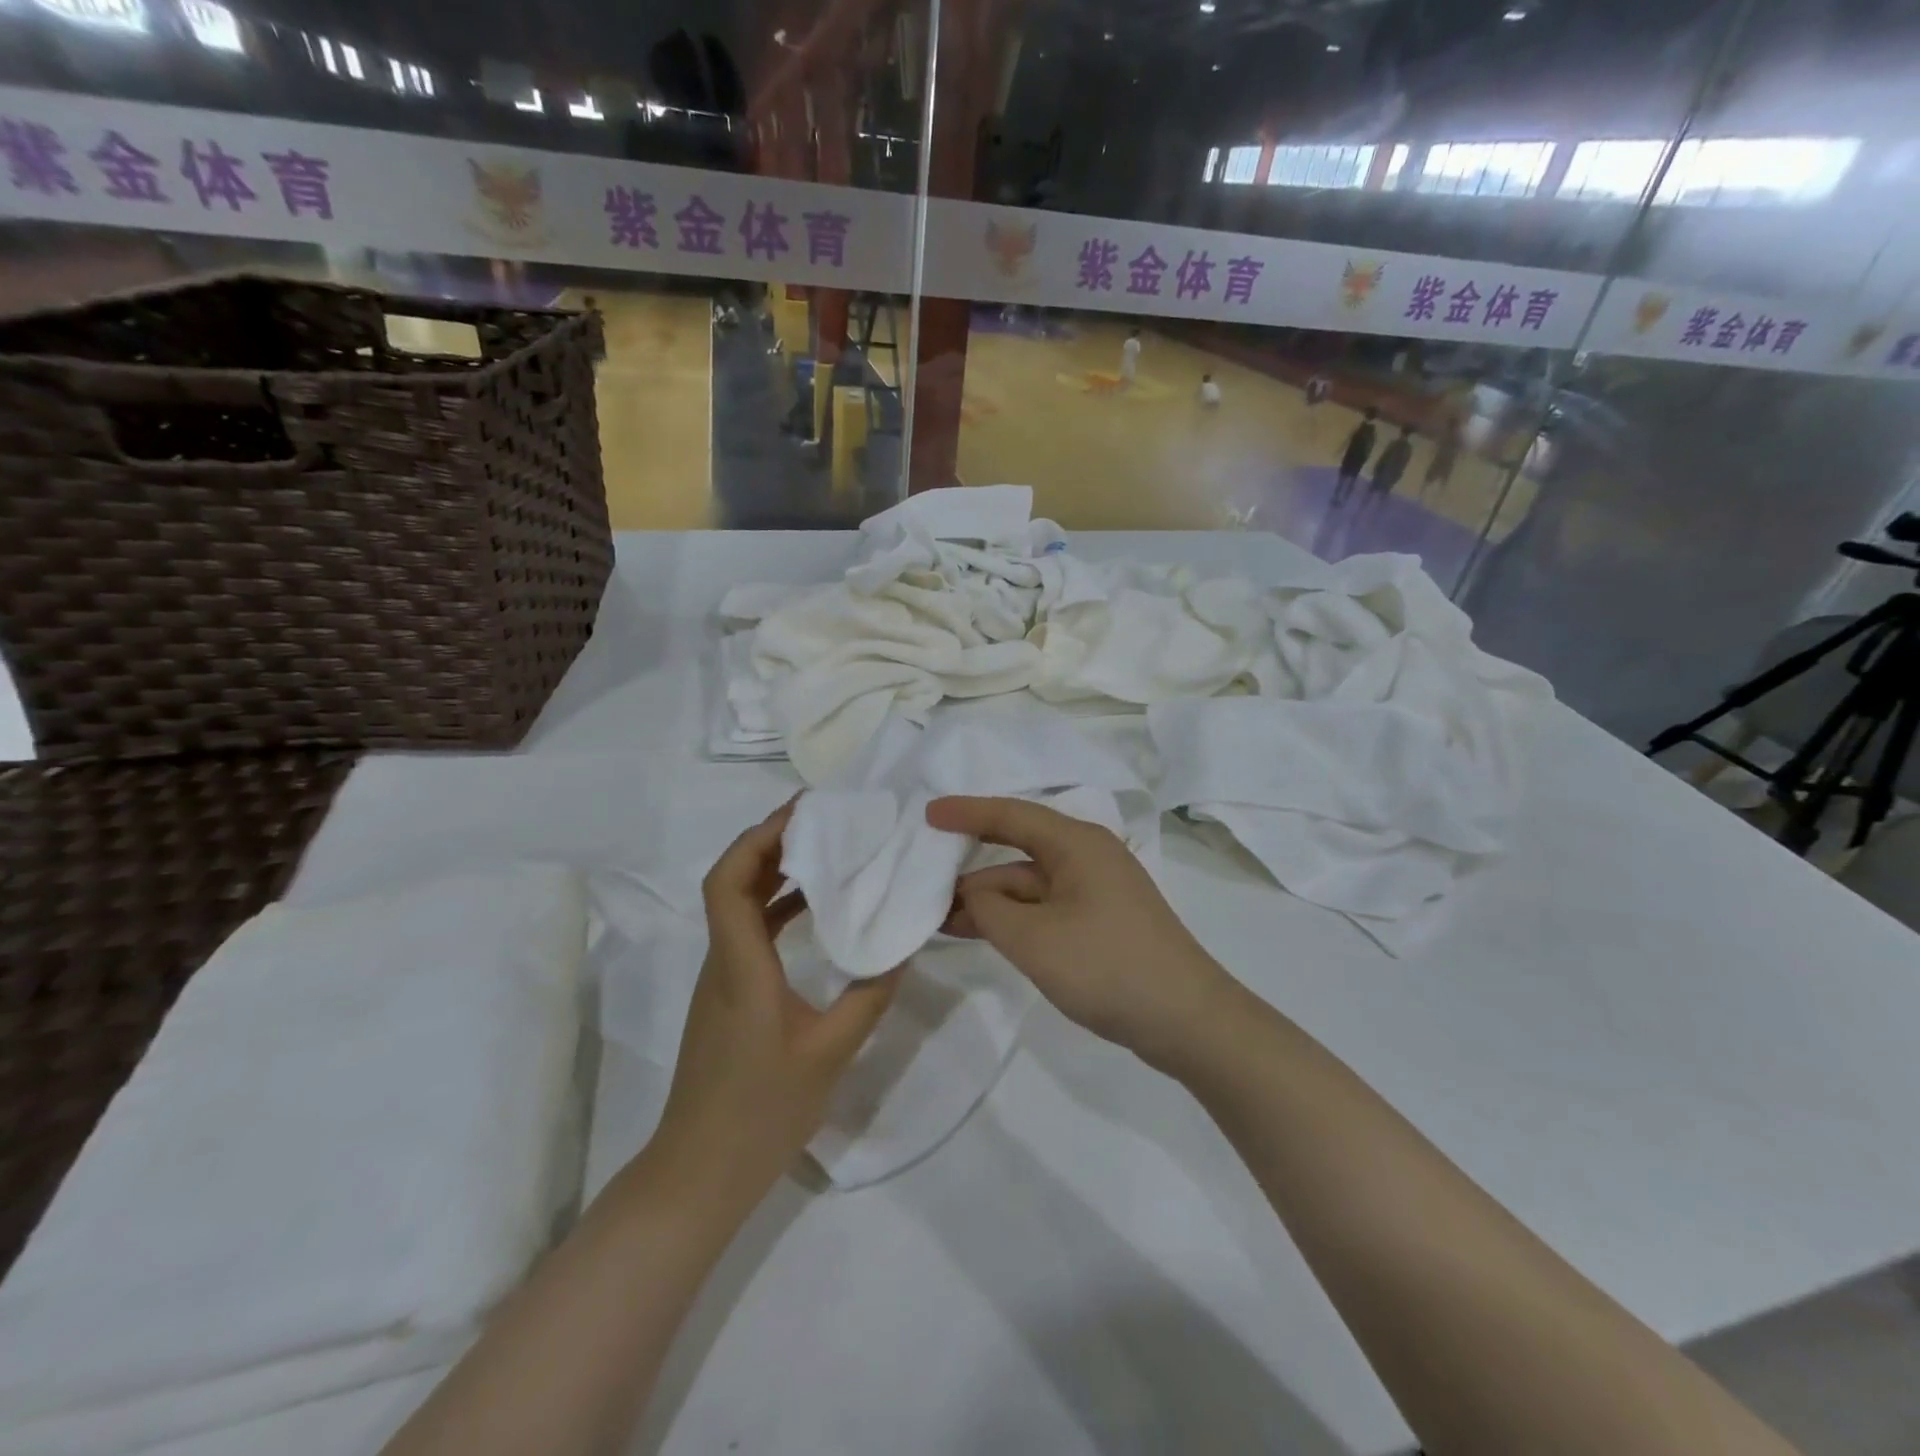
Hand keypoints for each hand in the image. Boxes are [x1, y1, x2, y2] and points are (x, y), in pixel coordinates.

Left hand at [647, 802, 898, 1212]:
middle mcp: (722, 961)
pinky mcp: (727, 996)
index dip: (757, 839)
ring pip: (738, 906)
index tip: (801, 814)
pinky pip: (749, 933)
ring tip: (825, 852)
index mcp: (740, 966)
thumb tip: (903, 947)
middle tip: (823, 823)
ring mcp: (720, 979)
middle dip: (770, 843)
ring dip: (773, 872)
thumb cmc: (761, 1112)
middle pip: (731, 882)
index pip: (728, 882)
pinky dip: (777, 908)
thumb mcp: (830, 1053)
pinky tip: (814, 911)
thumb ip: (869, 996)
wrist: (699, 1174)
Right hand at [926, 796, 1237, 1073]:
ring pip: (1029, 884)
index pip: (1010, 815)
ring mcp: (1096, 890)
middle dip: (972, 868)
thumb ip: (990, 909)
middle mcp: (1087, 856)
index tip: (927, 815)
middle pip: (1017, 850)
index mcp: (1076, 843)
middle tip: (924, 881)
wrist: (1188, 1020)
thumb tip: (973, 893)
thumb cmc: (1107, 967)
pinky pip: (1044, 907)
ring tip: (940, 919)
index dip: (966, 813)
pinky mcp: (1100, 921)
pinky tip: (983, 933)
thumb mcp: (1034, 939)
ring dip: (990, 900)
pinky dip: (1013, 918)